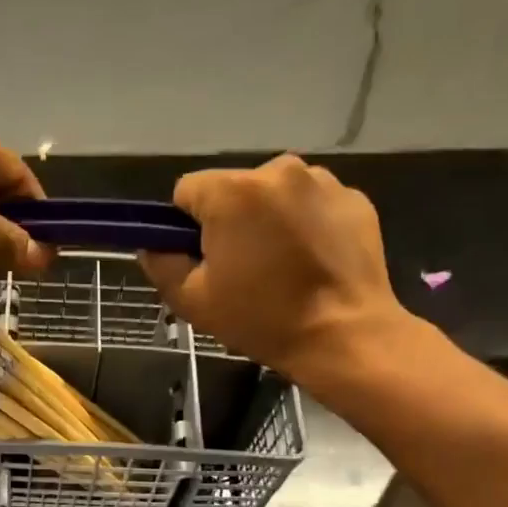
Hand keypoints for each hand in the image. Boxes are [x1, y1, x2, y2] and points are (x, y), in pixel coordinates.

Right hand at [140, 154, 413, 383]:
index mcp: (233, 191)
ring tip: (281, 266)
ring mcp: (323, 181)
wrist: (345, 335)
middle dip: (230, 220)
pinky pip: (312, 204)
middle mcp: (279, 170)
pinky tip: (312, 262)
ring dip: (268, 220)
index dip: (186, 226)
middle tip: (242, 269)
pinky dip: (305, 225)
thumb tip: (153, 246)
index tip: (202, 259)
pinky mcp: (354, 199)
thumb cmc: (262, 318)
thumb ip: (161, 265)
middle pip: (233, 189)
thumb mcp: (193, 301)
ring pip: (274, 195)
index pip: (187, 190)